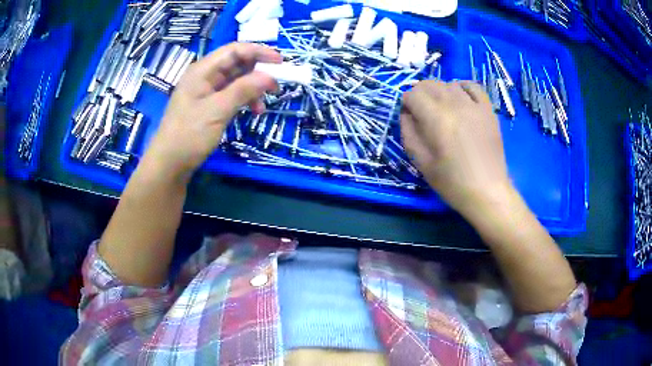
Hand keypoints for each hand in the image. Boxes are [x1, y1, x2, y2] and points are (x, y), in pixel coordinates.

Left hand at [145, 43, 281, 179]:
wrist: (169, 164)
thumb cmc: (189, 135)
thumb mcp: (217, 110)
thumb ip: (244, 90)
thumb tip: (270, 76)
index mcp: (202, 70)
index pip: (234, 50)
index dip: (258, 52)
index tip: (280, 62)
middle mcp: (205, 76)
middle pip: (236, 64)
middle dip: (257, 72)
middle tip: (275, 86)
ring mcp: (206, 92)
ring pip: (236, 81)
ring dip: (252, 89)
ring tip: (262, 107)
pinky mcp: (209, 106)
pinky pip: (231, 96)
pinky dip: (244, 100)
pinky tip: (253, 112)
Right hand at [401, 80, 515, 219]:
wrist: (487, 191)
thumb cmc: (452, 182)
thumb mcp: (421, 162)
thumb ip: (408, 133)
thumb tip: (407, 113)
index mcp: (437, 119)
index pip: (413, 94)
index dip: (406, 103)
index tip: (409, 117)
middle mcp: (455, 105)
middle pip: (430, 84)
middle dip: (419, 94)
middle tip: (421, 112)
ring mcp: (474, 105)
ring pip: (449, 83)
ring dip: (439, 91)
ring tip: (440, 108)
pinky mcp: (488, 110)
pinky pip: (473, 86)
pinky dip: (462, 86)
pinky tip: (459, 97)